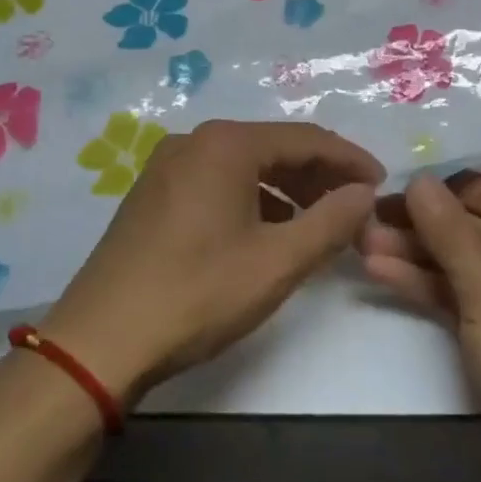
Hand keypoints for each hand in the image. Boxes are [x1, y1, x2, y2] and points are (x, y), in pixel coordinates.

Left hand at [41, 120, 384, 403]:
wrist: (99, 343)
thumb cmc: (197, 294)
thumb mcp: (278, 262)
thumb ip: (331, 221)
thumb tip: (364, 193)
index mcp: (226, 144)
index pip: (307, 139)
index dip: (350, 160)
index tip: (381, 185)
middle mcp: (195, 142)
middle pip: (275, 148)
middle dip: (320, 176)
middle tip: (355, 208)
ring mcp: (167, 167)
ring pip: (246, 167)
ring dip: (289, 191)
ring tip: (320, 223)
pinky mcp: (153, 195)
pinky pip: (219, 184)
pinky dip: (254, 202)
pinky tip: (270, 233)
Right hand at [359, 173, 480, 476]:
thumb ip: (450, 232)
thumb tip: (420, 180)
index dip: (448, 191)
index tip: (397, 191)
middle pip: (480, 229)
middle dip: (424, 228)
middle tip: (368, 221)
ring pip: (468, 265)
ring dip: (419, 256)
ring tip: (363, 244)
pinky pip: (468, 297)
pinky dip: (431, 286)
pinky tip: (383, 273)